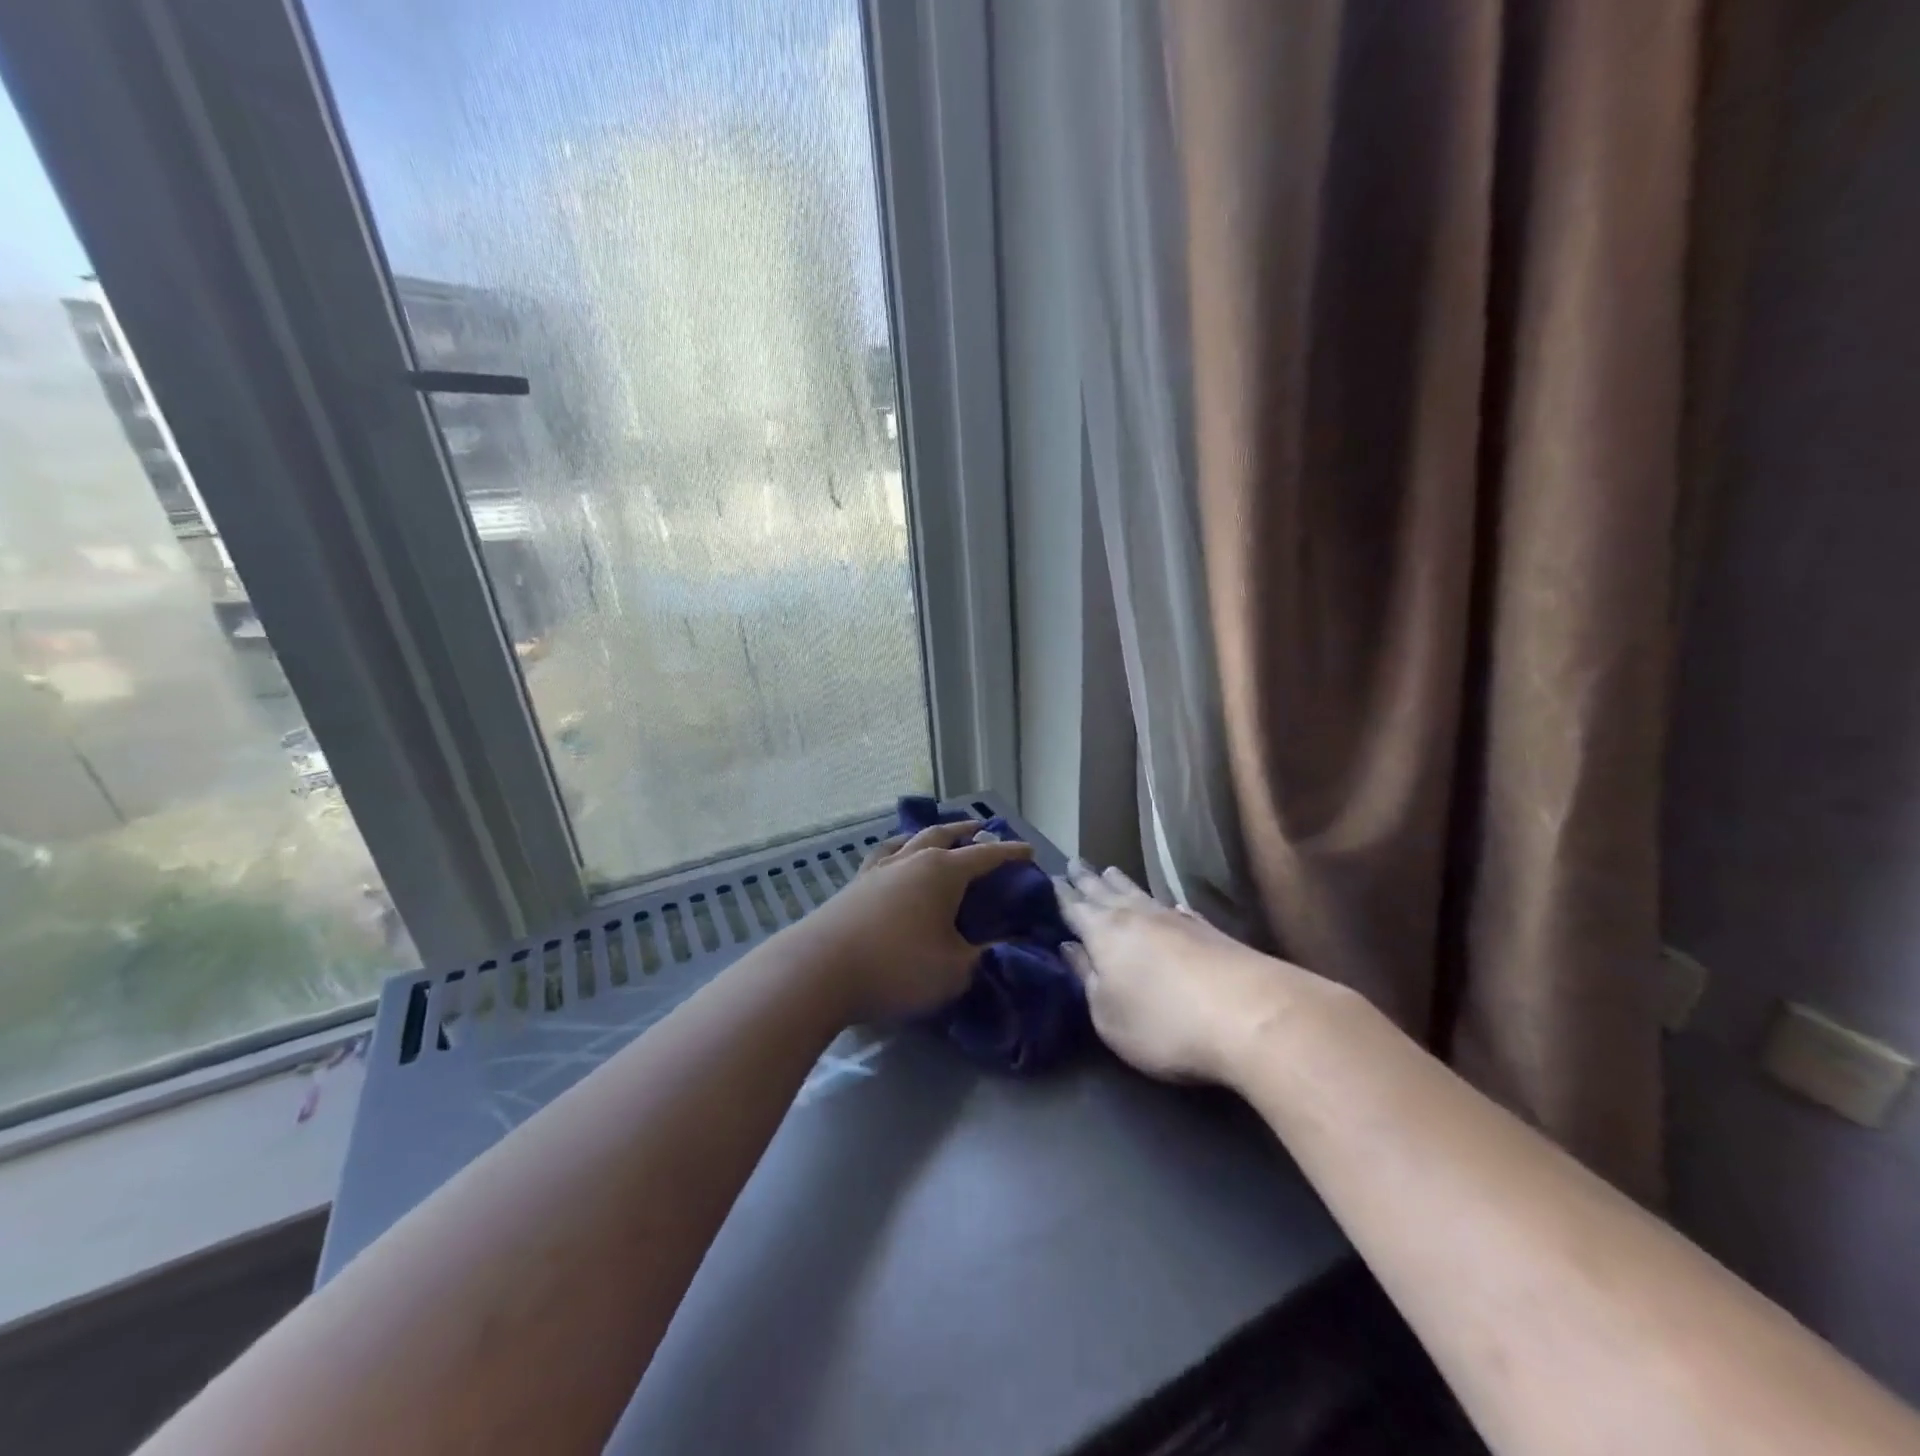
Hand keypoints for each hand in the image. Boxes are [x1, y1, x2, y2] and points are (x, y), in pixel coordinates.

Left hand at [798, 820, 1033, 1023]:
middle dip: (966, 831)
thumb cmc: (896, 967)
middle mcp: (911, 861)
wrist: (819, 971)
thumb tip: (1003, 945)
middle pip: (943, 835)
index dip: (1009, 853)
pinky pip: (883, 856)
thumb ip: (984, 956)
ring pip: (909, 839)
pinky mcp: (854, 886)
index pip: (985, 857)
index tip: (1029, 850)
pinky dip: (897, 850)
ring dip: (929, 834)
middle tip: (981, 827)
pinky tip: (893, 860)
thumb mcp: (955, 970)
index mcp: (942, 873)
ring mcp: (878, 870)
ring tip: (937, 835)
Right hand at [1054, 861, 1308, 1084]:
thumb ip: (1086, 978)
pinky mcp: (1211, 932)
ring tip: (1109, 869)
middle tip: (1074, 862)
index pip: (1075, 907)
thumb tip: (1069, 946)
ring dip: (1122, 882)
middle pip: (1105, 892)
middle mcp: (1136, 916)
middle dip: (1087, 879)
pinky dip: (1166, 904)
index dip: (1062, 894)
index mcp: (1104, 933)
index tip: (1050, 877)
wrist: (1250, 1015)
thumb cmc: (1162, 1023)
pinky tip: (1172, 905)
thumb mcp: (1107, 1013)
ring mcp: (1176, 920)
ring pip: (1140, 893)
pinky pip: (1178, 910)